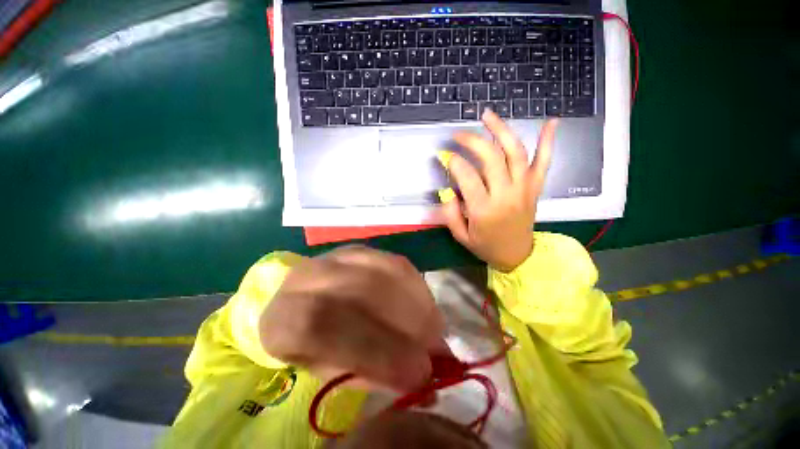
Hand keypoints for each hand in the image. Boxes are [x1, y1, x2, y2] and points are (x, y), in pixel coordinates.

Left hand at [259, 246, 445, 391]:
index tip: (418, 373)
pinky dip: (417, 287)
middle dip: (407, 323)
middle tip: (436, 350)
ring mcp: (339, 255)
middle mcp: (309, 276)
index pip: (324, 325)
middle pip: (363, 291)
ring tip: (433, 330)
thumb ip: (373, 373)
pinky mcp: (362, 249)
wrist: (303, 301)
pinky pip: (397, 263)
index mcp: (283, 316)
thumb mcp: (331, 373)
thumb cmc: (314, 349)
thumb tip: (423, 376)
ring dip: (417, 303)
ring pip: (385, 272)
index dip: (376, 350)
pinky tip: (424, 306)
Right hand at [439, 110, 558, 271]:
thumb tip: (446, 189)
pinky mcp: (535, 187)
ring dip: (501, 131)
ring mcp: (524, 189)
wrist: (517, 256)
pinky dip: (548, 141)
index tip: (445, 156)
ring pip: (515, 153)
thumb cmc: (486, 246)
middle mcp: (506, 195)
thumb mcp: (461, 235)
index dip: (454, 162)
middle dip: (472, 141)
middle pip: (491, 158)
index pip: (467, 177)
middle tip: (459, 135)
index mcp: (484, 210)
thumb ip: (449, 213)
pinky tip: (551, 122)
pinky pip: (544, 162)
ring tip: (488, 115)